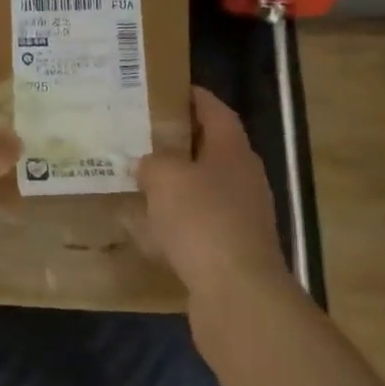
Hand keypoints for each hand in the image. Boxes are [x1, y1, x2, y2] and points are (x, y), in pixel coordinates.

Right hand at [137, 86, 287, 304]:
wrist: (237, 295)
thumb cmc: (202, 220)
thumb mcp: (165, 177)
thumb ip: (152, 162)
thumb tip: (146, 163)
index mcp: (232, 150)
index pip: (215, 110)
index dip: (193, 97)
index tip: (164, 90)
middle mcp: (243, 177)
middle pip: (210, 147)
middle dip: (178, 140)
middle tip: (142, 134)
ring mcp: (242, 216)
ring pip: (204, 187)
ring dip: (177, 183)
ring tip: (141, 178)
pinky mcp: (233, 250)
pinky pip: (201, 224)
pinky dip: (179, 221)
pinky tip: (151, 226)